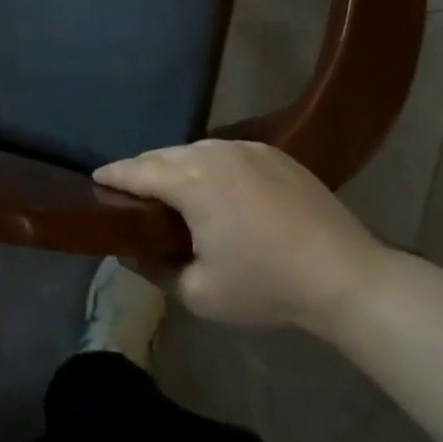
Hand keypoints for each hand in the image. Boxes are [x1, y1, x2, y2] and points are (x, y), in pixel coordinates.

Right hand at [95, 140, 388, 336]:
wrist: (347, 277)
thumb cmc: (267, 285)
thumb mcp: (200, 293)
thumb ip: (156, 269)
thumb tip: (130, 253)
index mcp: (190, 181)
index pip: (135, 171)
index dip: (111, 176)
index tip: (94, 180)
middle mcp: (213, 151)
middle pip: (163, 155)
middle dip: (143, 171)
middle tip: (131, 193)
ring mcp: (246, 148)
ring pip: (195, 151)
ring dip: (178, 168)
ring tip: (174, 193)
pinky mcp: (274, 153)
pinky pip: (226, 153)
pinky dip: (211, 167)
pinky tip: (219, 192)